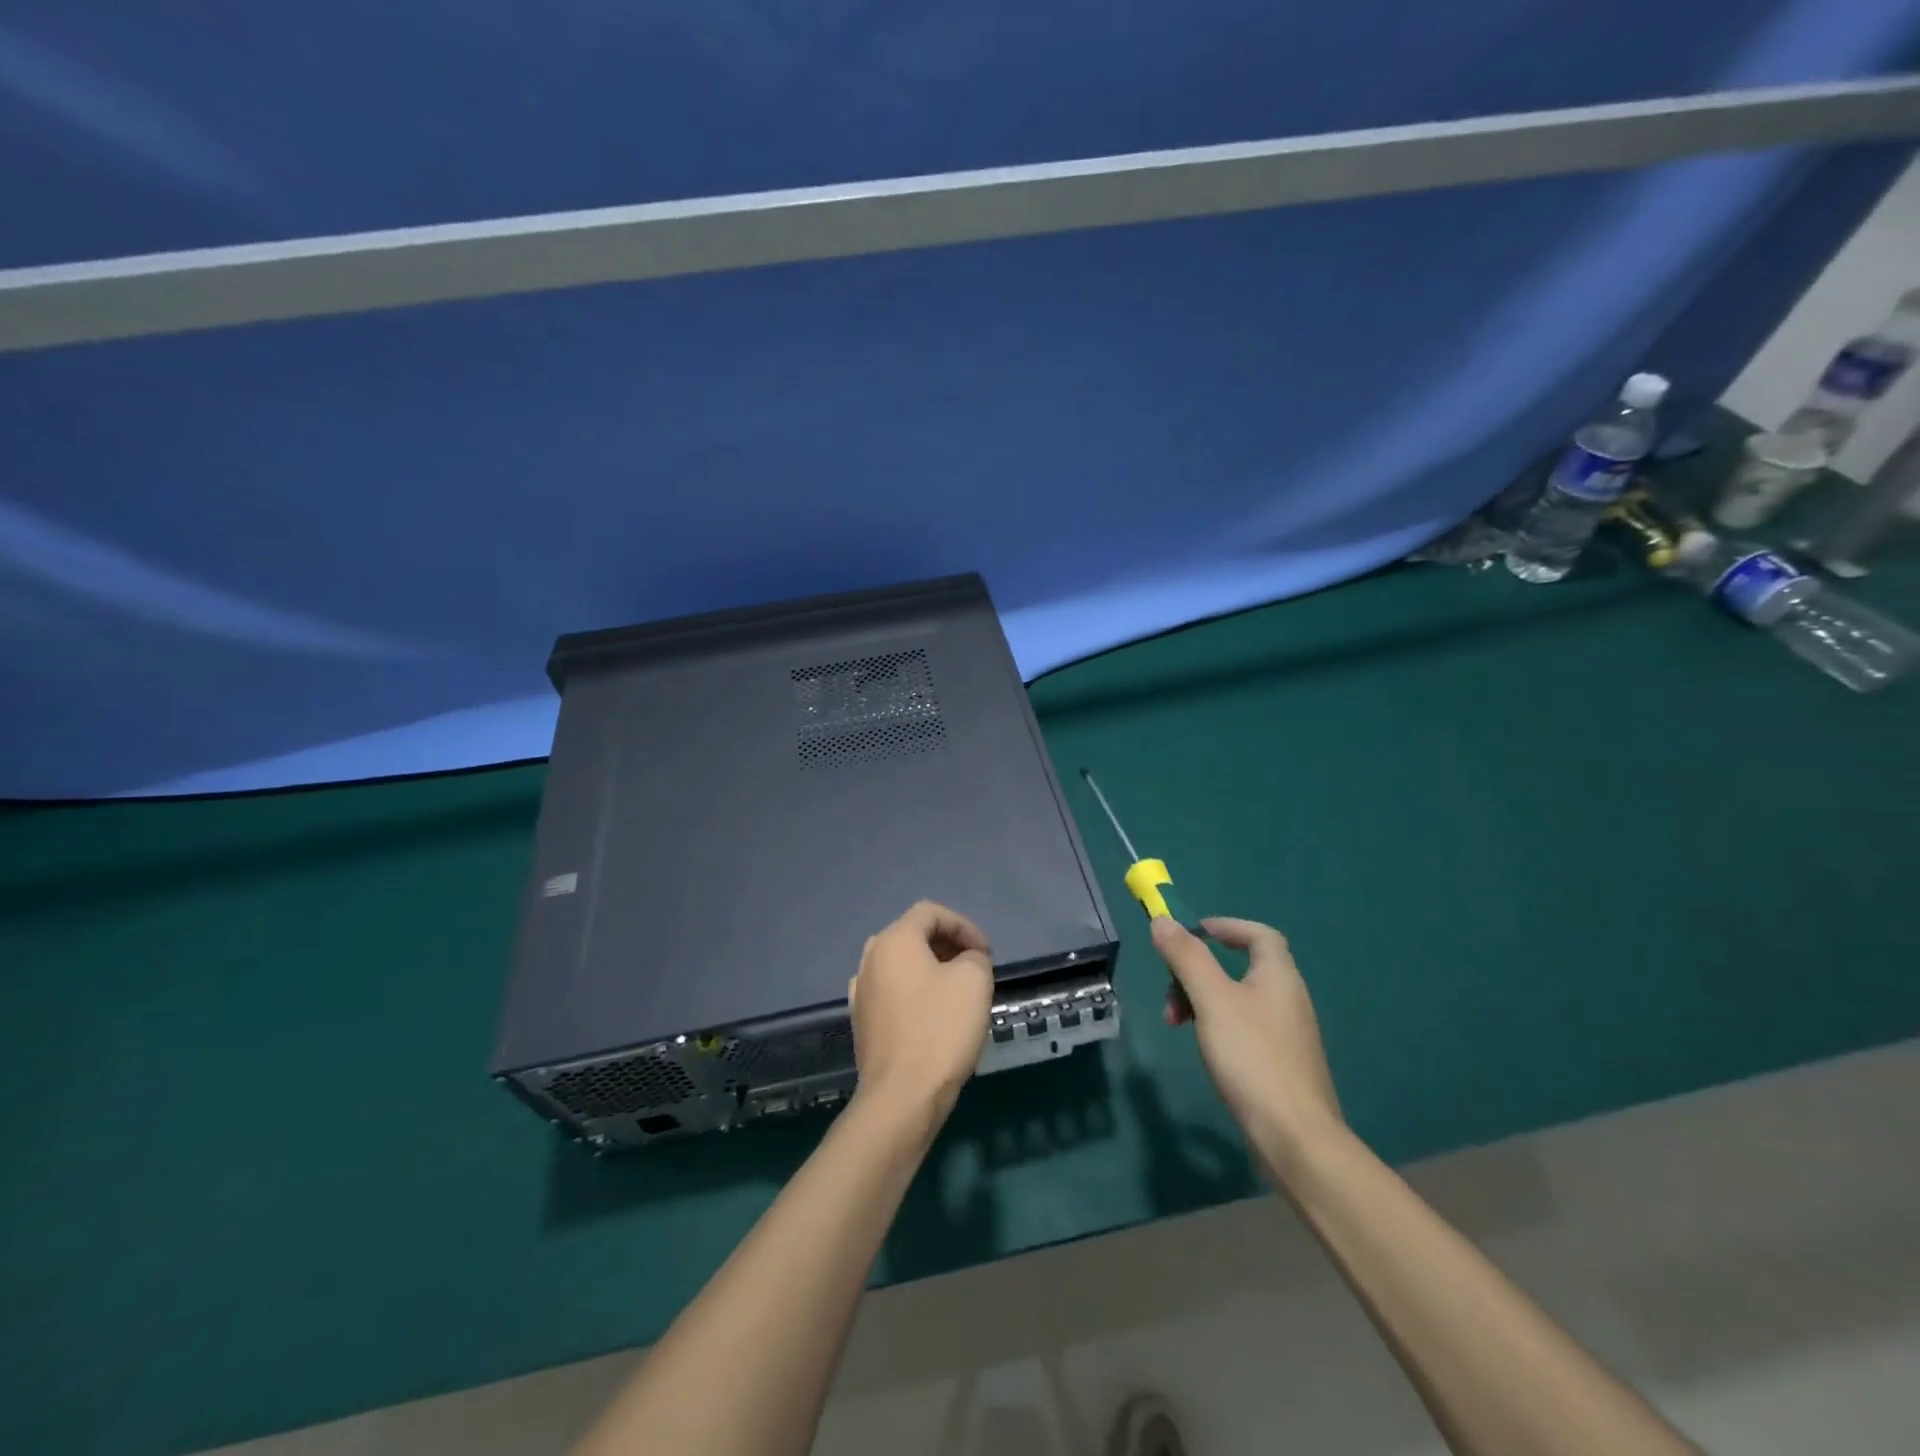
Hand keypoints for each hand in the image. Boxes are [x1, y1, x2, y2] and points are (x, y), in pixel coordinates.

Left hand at [848, 901, 993, 1123]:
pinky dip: (917, 993)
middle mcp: (870, 958)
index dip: (964, 925)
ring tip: (960, 993)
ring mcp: (861, 991)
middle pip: (913, 936)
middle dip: (949, 946)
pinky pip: (894, 992)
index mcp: (893, 940)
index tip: (986, 952)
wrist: (902, 1096)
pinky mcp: (862, 1022)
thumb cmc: (940, 1029)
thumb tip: (966, 961)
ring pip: (903, 965)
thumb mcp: (975, 980)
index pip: (931, 912)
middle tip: (977, 968)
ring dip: (933, 970)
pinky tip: (935, 1017)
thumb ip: (975, 956)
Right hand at [1151, 917, 1342, 1160]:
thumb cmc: (1252, 1058)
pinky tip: (1204, 1050)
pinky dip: (1217, 1026)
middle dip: (1198, 970)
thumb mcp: (1211, 1000)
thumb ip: (1187, 958)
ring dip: (1201, 1001)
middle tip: (1171, 991)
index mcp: (1279, 976)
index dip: (1225, 926)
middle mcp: (1288, 998)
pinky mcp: (1281, 1064)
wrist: (1296, 1139)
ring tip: (1175, 1025)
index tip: (1192, 933)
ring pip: (1237, 999)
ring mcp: (1287, 1034)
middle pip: (1240, 967)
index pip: (1259, 934)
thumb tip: (1163, 920)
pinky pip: (1244, 1028)